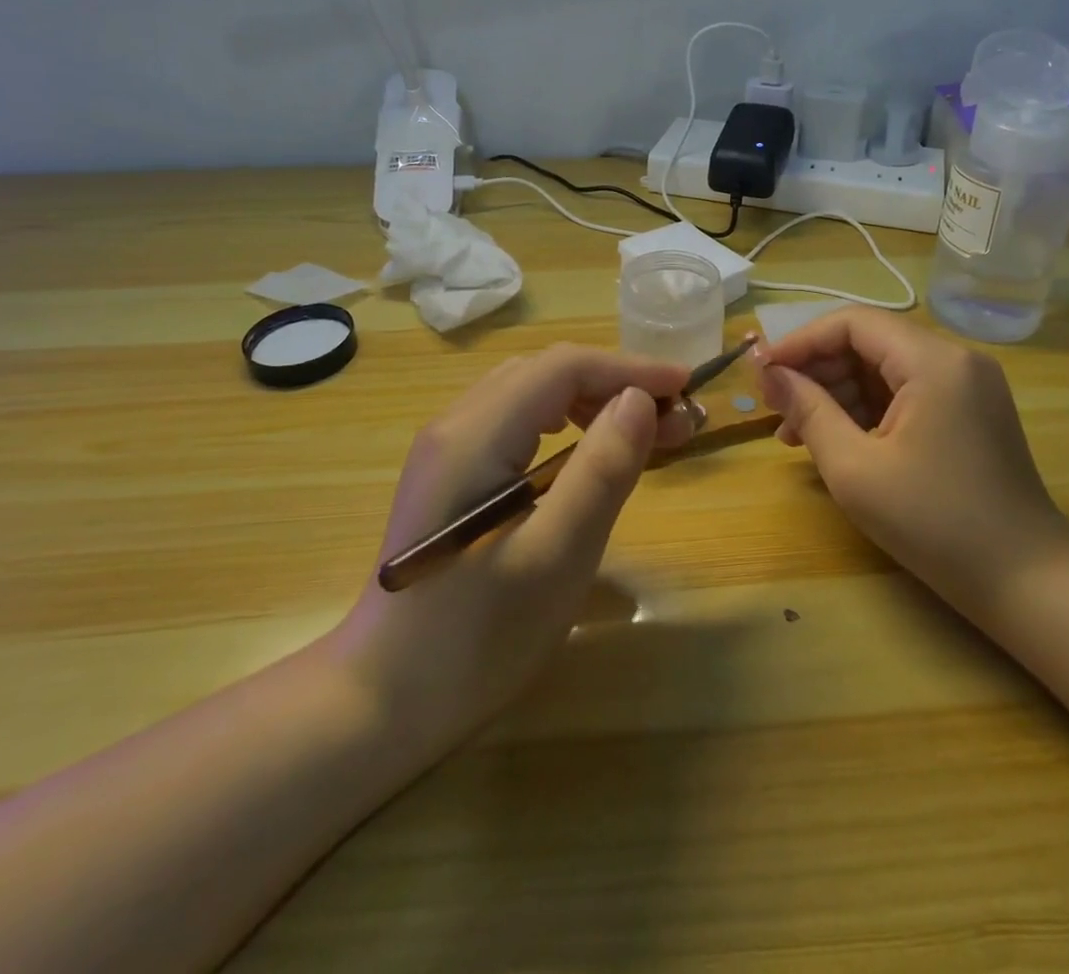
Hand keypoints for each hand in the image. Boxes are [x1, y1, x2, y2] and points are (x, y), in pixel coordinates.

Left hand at [334, 346, 693, 747]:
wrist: (382, 701)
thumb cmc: (476, 636)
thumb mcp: (556, 556)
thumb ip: (601, 470)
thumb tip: (638, 400)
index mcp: (475, 434)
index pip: (563, 367)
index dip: (630, 368)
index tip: (686, 388)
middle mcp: (455, 425)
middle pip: (546, 373)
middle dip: (616, 384)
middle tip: (674, 422)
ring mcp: (447, 450)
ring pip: (532, 395)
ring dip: (592, 401)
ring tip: (642, 433)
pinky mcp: (451, 476)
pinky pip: (516, 423)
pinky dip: (565, 424)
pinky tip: (587, 453)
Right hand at [755, 309, 1068, 629]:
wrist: (1028, 581)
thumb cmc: (935, 523)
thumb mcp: (855, 468)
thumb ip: (807, 411)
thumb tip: (769, 374)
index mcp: (933, 361)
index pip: (852, 323)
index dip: (800, 342)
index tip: (761, 372)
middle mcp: (954, 359)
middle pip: (869, 342)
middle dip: (816, 371)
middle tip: (775, 408)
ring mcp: (967, 385)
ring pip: (884, 369)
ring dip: (837, 393)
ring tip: (795, 434)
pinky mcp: (969, 412)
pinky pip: (906, 393)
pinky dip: (867, 410)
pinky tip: (836, 440)